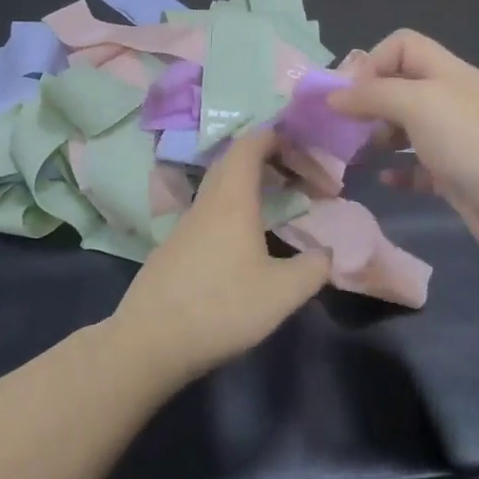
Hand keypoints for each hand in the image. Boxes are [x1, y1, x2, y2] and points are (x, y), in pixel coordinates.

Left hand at [107, 130, 330, 378]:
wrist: (151, 341)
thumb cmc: (222, 307)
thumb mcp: (283, 292)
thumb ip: (314, 267)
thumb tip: (327, 253)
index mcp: (231, 200)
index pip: (249, 146)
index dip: (275, 137)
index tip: (302, 144)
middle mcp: (205, 204)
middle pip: (232, 163)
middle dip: (267, 159)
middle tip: (299, 175)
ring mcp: (184, 226)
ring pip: (219, 189)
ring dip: (249, 187)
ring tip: (279, 204)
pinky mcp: (173, 249)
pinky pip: (208, 213)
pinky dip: (233, 210)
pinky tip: (246, 241)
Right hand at [330, 30, 478, 284]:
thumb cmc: (472, 143)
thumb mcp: (417, 104)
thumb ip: (372, 95)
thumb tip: (333, 96)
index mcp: (446, 73)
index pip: (402, 45)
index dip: (371, 62)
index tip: (349, 96)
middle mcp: (450, 100)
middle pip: (400, 86)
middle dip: (368, 102)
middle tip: (343, 127)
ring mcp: (455, 139)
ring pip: (406, 127)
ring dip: (378, 137)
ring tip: (356, 155)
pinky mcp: (456, 175)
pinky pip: (418, 166)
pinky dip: (399, 170)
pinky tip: (385, 180)